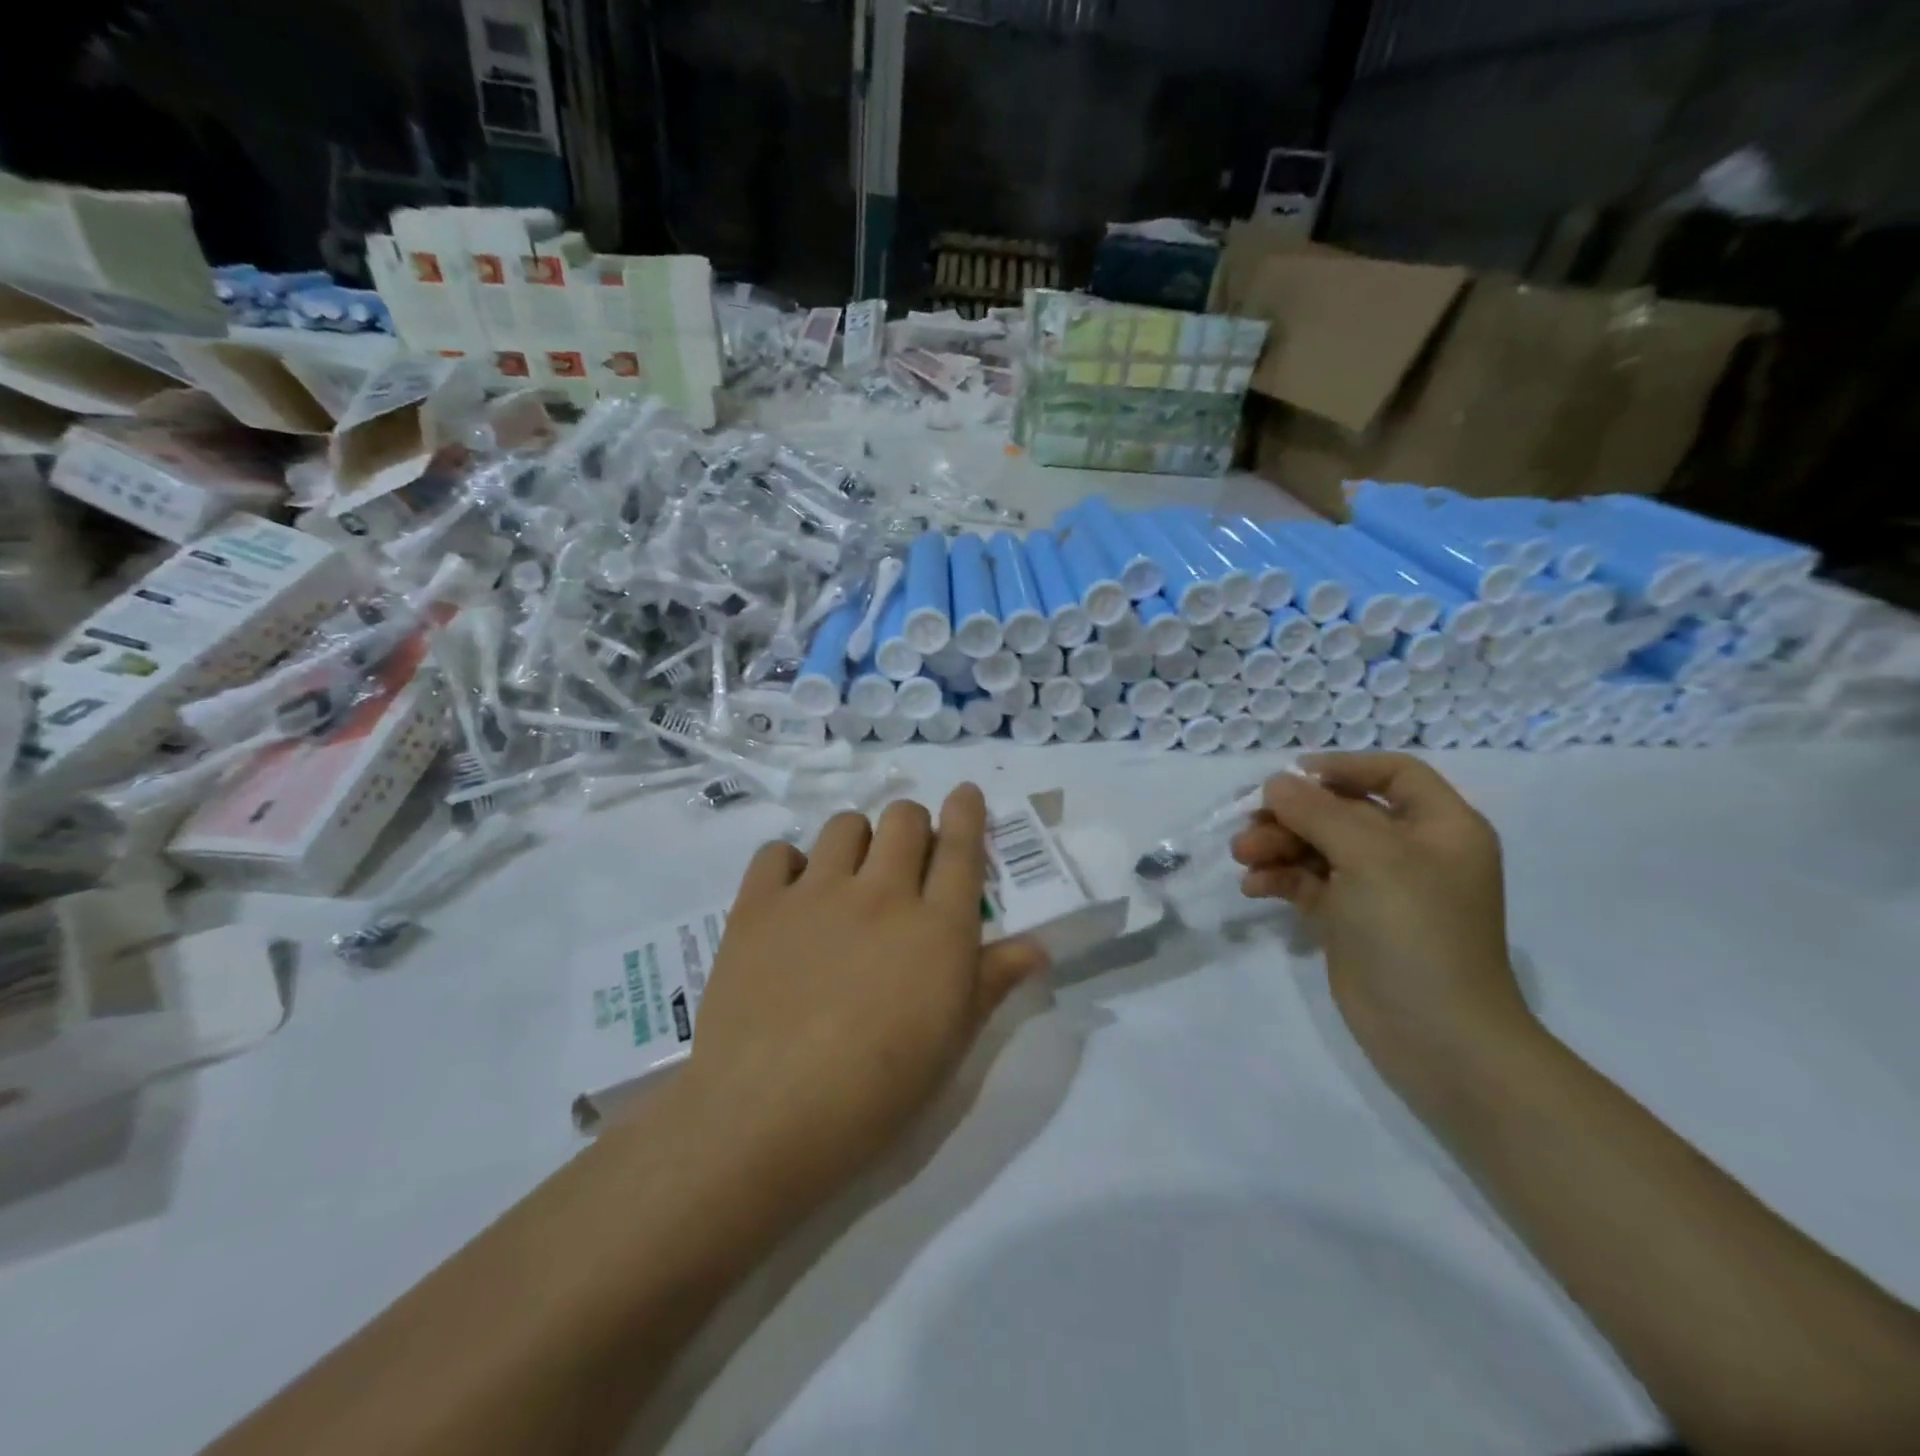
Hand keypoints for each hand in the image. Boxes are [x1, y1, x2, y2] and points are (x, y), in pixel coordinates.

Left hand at [681, 783, 1048, 1210]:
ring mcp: (815, 893)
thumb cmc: (878, 1092)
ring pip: (844, 825)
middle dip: (912, 825)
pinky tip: (792, 897)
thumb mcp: (953, 1042)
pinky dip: (790, 864)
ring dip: (856, 840)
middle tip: (905, 859)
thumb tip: (1037, 946)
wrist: (767, 1117)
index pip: (961, 846)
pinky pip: (777, 853)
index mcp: (936, 927)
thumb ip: (994, 982)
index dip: (967, 811)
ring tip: (849, 878)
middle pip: (903, 818)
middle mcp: (880, 893)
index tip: (964, 794)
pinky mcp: (757, 906)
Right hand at [1232, 752, 1531, 1095]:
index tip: (1292, 776)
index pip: (1393, 774)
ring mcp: (1379, 889)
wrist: (1436, 1036)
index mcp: (1440, 827)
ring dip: (1278, 846)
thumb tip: (1276, 783)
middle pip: (1343, 811)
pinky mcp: (1350, 921)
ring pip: (1318, 847)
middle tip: (1249, 827)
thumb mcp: (1371, 857)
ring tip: (1243, 858)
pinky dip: (1280, 879)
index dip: (1344, 767)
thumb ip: (1319, 812)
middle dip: (1293, 816)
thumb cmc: (1416, 931)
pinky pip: (1309, 883)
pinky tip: (1254, 888)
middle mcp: (1411, 852)